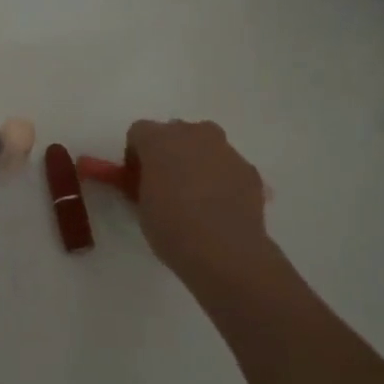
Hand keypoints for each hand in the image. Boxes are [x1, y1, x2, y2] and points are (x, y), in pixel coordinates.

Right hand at [82, 120, 272, 281]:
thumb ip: (141, 184)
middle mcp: (194, 134)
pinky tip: (217, 207)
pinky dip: (220, 178)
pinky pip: (226, 166)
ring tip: (194, 197)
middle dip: (167, 152)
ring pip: (204, 147)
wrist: (224, 251)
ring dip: (196, 162)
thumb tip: (148, 181)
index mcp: (160, 139)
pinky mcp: (249, 169)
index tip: (136, 180)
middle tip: (164, 184)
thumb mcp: (140, 205)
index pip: (138, 132)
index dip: (135, 155)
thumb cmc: (171, 226)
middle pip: (175, 132)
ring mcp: (226, 150)